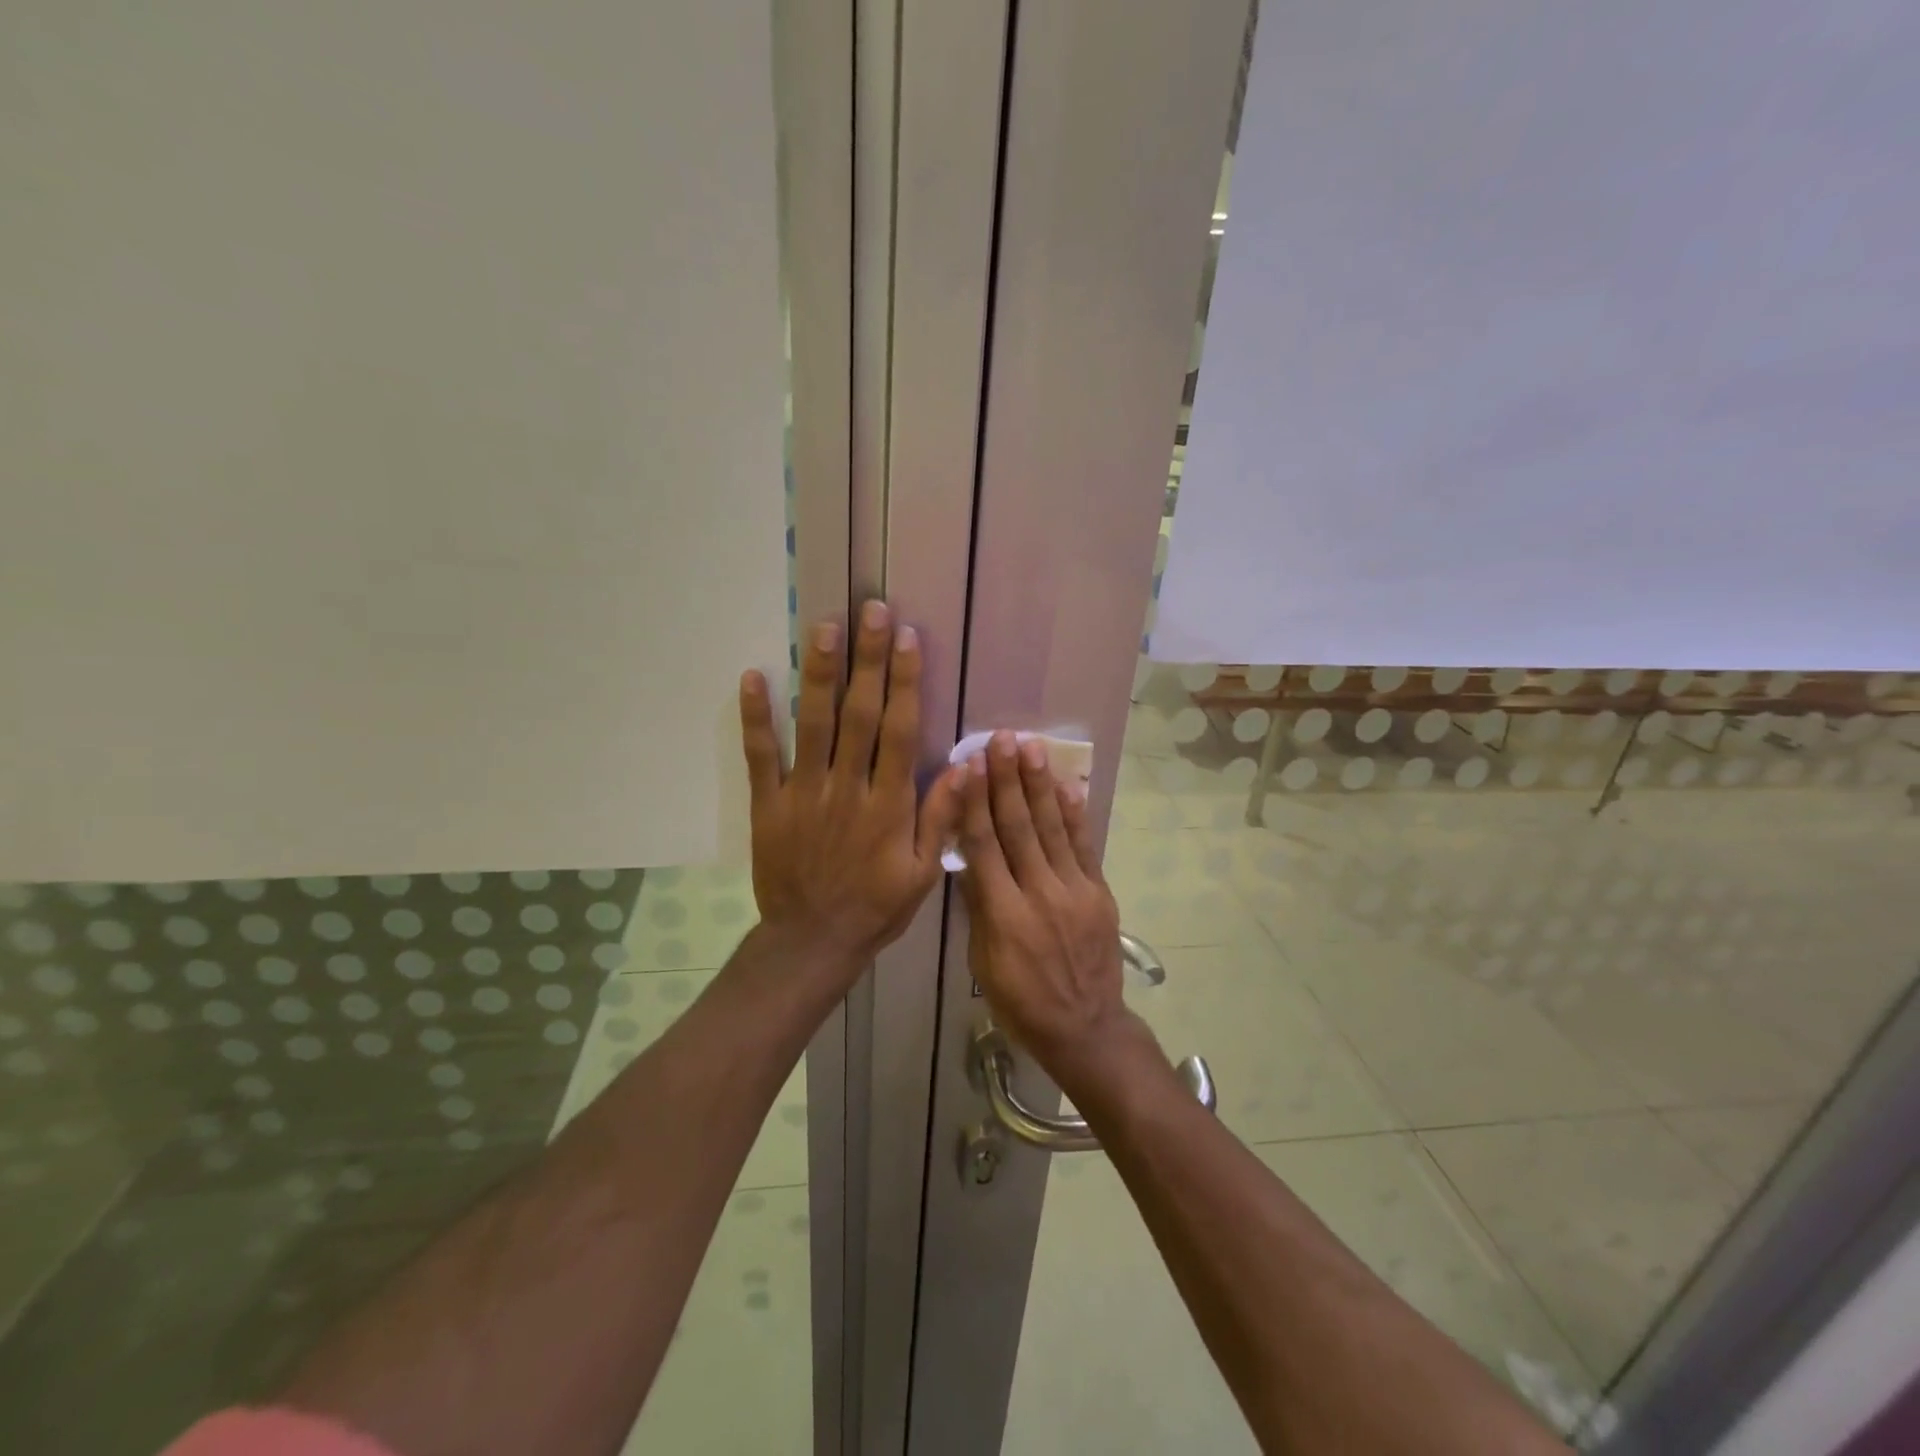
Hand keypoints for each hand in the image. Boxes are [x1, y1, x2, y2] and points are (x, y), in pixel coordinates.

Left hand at [739, 601, 963, 978]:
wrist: (812, 941)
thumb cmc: (876, 907)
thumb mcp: (923, 872)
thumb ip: (942, 816)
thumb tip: (968, 764)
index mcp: (889, 803)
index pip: (900, 730)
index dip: (905, 681)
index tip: (907, 638)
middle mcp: (847, 787)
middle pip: (859, 713)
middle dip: (867, 659)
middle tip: (870, 609)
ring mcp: (804, 792)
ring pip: (812, 724)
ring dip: (818, 673)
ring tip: (824, 626)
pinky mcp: (769, 804)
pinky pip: (761, 755)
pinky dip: (756, 717)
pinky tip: (754, 677)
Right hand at [959, 732, 1145, 1085]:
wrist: (1086, 1028)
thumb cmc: (1022, 1002)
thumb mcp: (983, 964)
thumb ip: (979, 909)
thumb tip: (968, 859)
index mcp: (1004, 915)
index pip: (984, 846)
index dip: (975, 803)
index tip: (969, 766)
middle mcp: (1039, 894)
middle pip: (1019, 827)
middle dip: (1007, 780)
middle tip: (1000, 740)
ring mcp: (1075, 891)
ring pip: (1052, 828)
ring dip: (1040, 785)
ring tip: (1031, 748)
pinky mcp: (1099, 893)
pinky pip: (1085, 847)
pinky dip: (1075, 815)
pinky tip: (1067, 785)